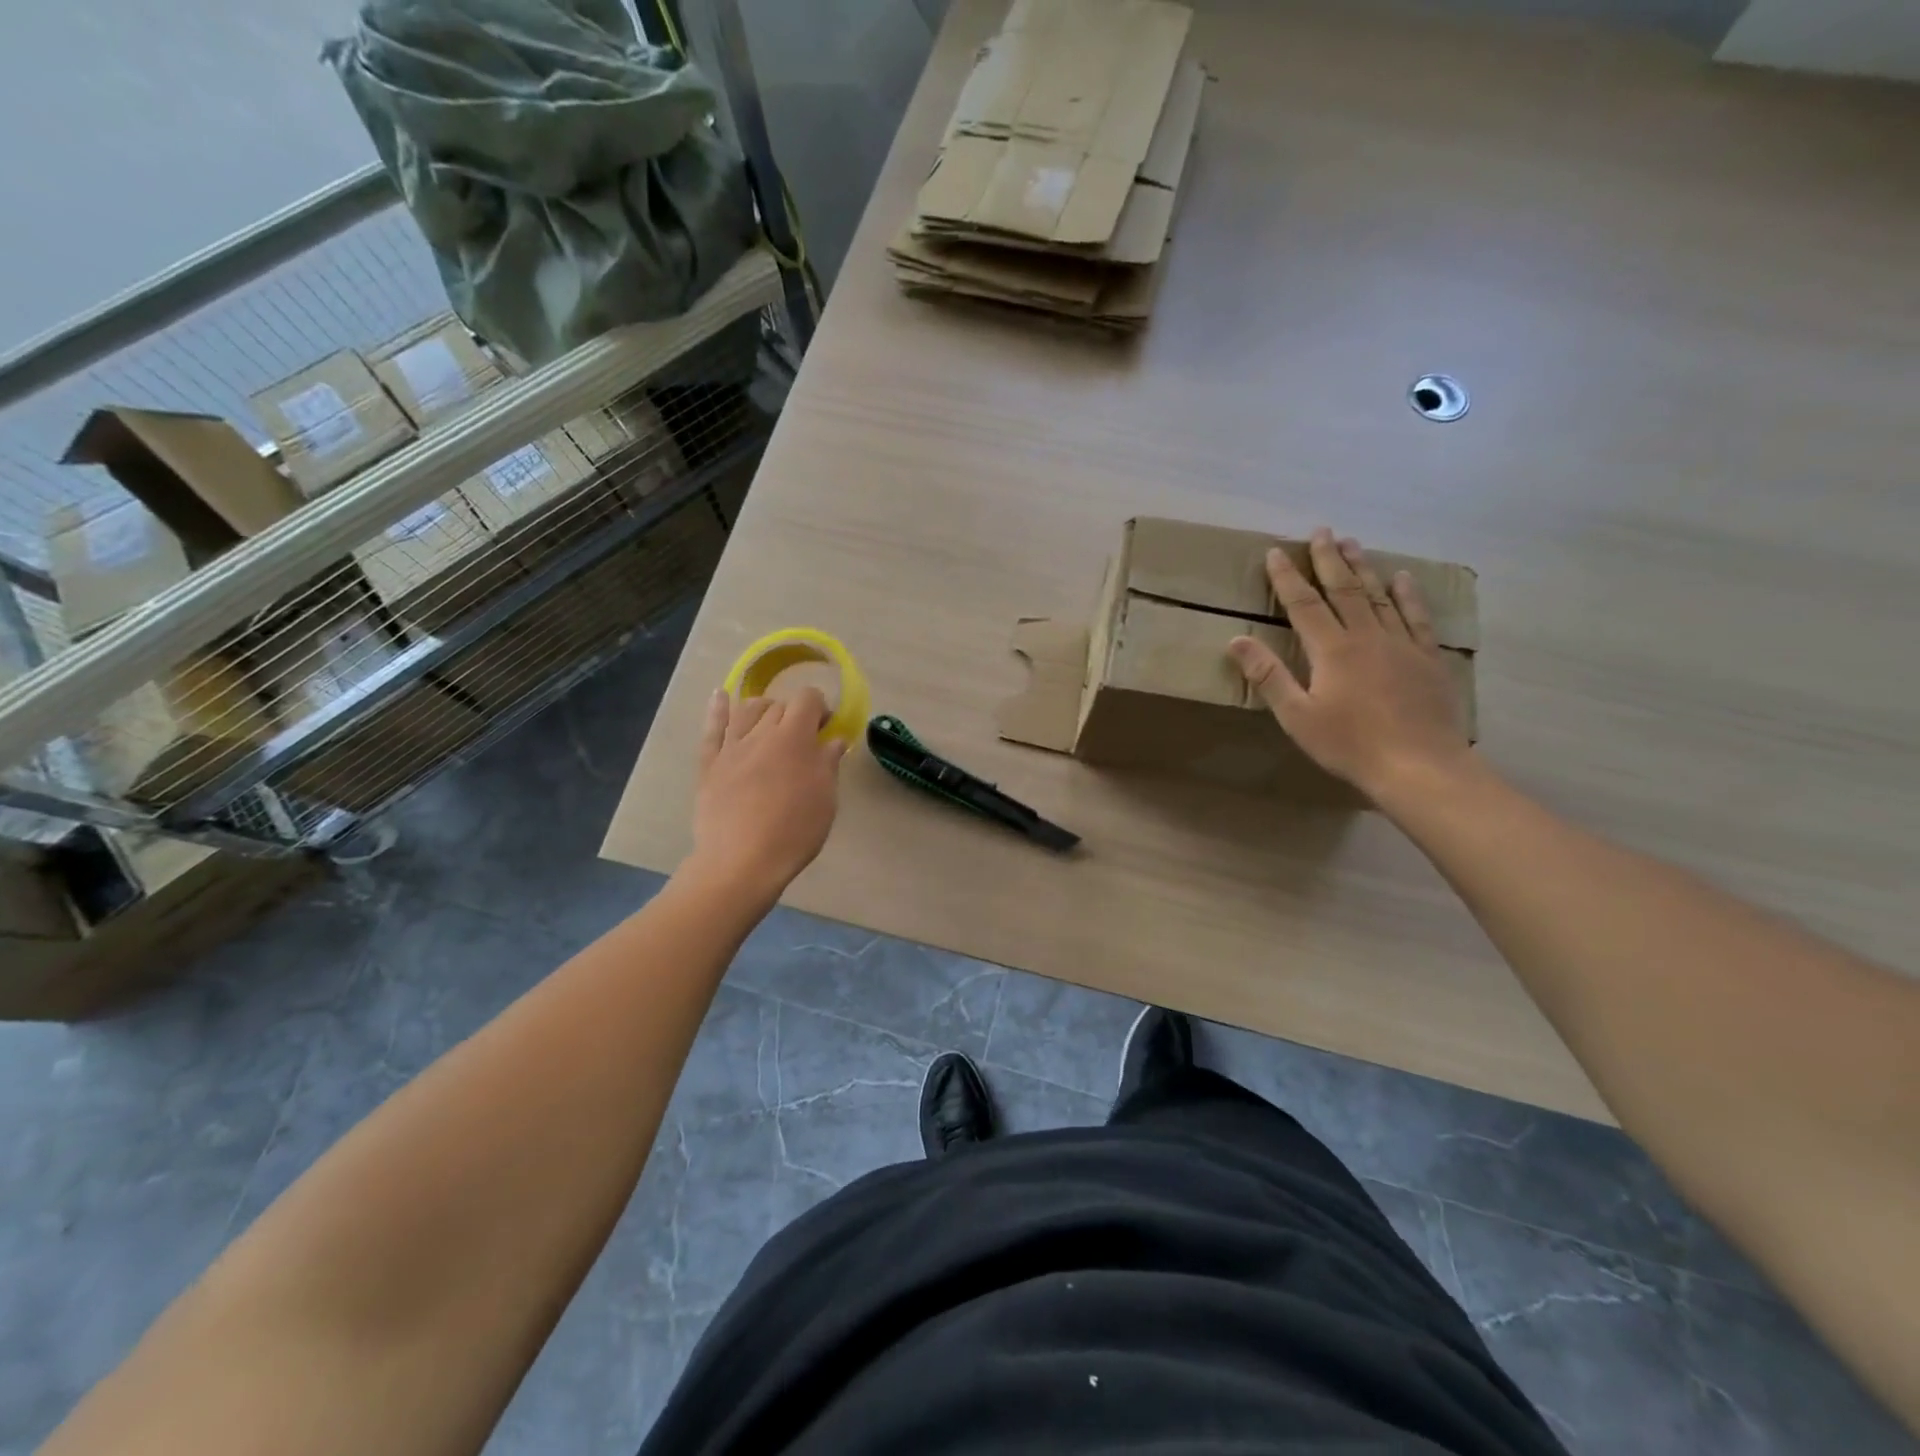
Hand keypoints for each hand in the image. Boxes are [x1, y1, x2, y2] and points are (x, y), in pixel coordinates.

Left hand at [688, 687, 846, 902]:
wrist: (741, 861)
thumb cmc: (794, 831)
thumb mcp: (825, 799)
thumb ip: (828, 764)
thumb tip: (834, 740)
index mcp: (795, 738)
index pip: (808, 699)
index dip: (820, 708)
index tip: (825, 729)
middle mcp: (762, 733)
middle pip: (779, 705)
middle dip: (794, 714)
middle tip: (803, 739)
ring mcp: (732, 747)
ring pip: (747, 710)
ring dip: (763, 709)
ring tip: (771, 724)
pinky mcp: (709, 764)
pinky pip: (712, 728)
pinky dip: (717, 709)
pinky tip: (721, 696)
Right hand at [1227, 528, 1470, 804]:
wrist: (1419, 765)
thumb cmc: (1350, 744)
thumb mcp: (1297, 715)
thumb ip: (1268, 676)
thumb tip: (1237, 640)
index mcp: (1331, 650)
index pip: (1303, 604)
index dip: (1287, 577)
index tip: (1275, 552)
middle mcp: (1366, 636)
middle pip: (1344, 590)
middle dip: (1329, 559)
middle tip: (1322, 531)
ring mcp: (1401, 644)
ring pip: (1379, 596)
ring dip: (1363, 568)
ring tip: (1353, 543)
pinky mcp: (1427, 658)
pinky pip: (1416, 617)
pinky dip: (1408, 595)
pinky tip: (1403, 578)